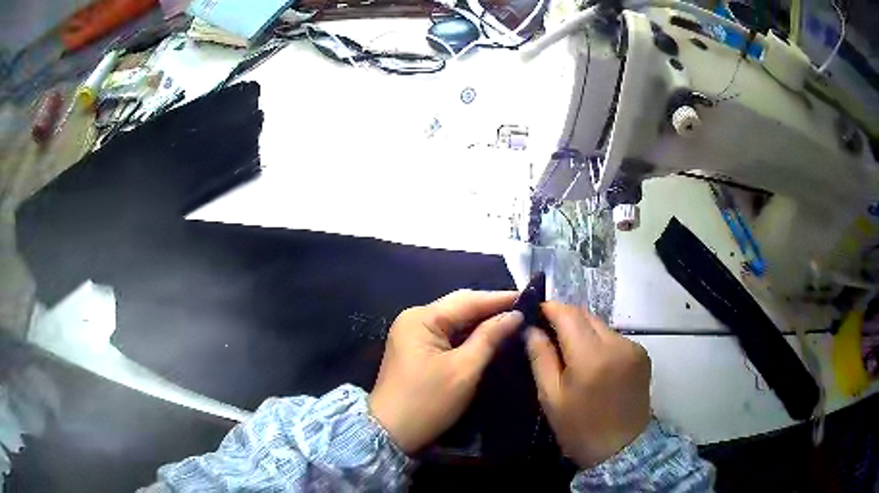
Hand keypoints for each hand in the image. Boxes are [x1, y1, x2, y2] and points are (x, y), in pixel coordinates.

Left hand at [369, 290, 522, 453]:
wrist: (391, 433)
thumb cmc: (428, 402)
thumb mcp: (464, 370)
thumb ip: (489, 337)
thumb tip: (515, 315)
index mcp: (421, 318)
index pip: (467, 300)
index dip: (499, 299)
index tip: (530, 297)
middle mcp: (414, 319)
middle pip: (459, 307)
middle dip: (491, 308)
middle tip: (525, 309)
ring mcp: (412, 334)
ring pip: (454, 321)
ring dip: (482, 322)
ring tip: (514, 320)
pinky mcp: (416, 350)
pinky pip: (447, 335)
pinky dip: (469, 336)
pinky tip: (490, 336)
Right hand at [525, 302, 650, 467]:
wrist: (621, 449)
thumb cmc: (579, 428)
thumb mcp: (551, 397)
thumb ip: (540, 358)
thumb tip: (531, 329)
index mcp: (591, 356)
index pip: (568, 315)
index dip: (550, 308)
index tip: (535, 312)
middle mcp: (617, 344)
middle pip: (586, 316)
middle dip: (565, 318)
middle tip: (548, 332)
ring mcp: (633, 348)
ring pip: (601, 326)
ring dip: (584, 331)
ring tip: (570, 350)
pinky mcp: (642, 355)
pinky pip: (615, 338)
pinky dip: (600, 342)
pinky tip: (593, 361)